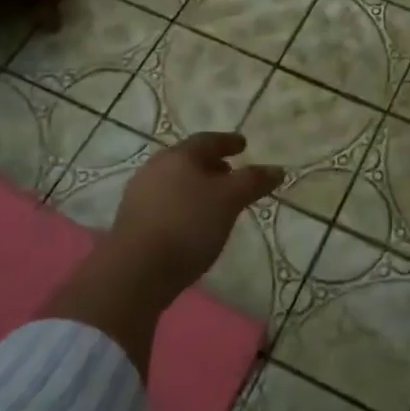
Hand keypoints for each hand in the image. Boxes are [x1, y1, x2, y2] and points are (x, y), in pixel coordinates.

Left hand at [107, 133, 283, 299]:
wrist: (135, 270)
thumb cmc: (188, 225)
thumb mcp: (229, 200)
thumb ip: (253, 182)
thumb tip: (277, 169)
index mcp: (179, 156)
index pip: (208, 140)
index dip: (228, 141)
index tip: (243, 145)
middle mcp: (155, 168)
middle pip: (188, 160)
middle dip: (211, 164)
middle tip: (230, 172)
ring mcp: (139, 194)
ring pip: (174, 181)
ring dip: (195, 186)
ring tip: (214, 200)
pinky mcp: (132, 221)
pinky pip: (164, 202)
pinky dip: (183, 204)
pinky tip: (192, 222)